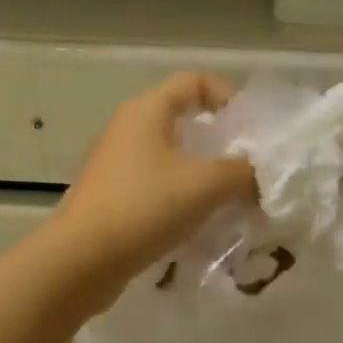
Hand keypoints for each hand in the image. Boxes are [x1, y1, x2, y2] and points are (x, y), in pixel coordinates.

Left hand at [51, 73, 256, 292]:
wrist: (81, 260)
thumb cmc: (144, 207)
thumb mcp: (205, 185)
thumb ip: (242, 172)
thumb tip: (261, 175)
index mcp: (146, 111)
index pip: (193, 82)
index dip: (228, 97)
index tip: (252, 131)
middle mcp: (128, 130)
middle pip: (183, 122)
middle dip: (220, 144)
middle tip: (249, 170)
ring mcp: (116, 166)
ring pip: (171, 160)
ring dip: (203, 177)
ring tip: (232, 202)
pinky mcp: (112, 200)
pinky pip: (157, 189)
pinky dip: (182, 200)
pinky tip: (201, 226)